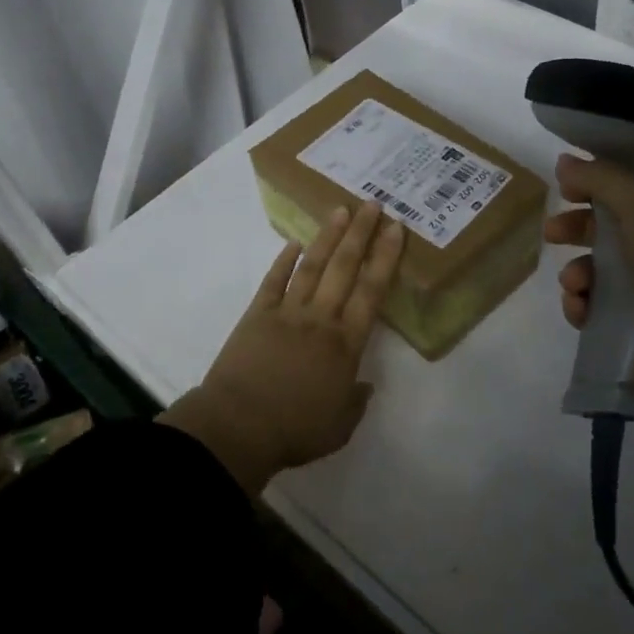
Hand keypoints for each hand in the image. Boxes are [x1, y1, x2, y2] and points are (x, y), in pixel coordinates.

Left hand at [160, 203, 406, 494]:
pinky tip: (293, 244)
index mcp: (345, 344)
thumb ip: (355, 402)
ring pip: (312, 267)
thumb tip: (364, 384)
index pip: (371, 291)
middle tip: (373, 204)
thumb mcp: (339, 427)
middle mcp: (321, 319)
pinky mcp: (256, 315)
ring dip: (328, 238)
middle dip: (361, 234)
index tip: (395, 229)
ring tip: (340, 211)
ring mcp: (286, 313)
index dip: (385, 257)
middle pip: (345, 268)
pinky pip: (273, 282)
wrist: (238, 427)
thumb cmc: (294, 430)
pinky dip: (283, 261)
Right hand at [544, 154, 633, 436]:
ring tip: (575, 284)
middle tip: (552, 231)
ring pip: (603, 272)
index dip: (603, 181)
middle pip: (617, 229)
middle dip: (580, 228)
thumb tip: (566, 159)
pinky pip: (600, 310)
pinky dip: (584, 306)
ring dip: (579, 272)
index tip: (567, 183)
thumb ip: (603, 178)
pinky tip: (580, 310)